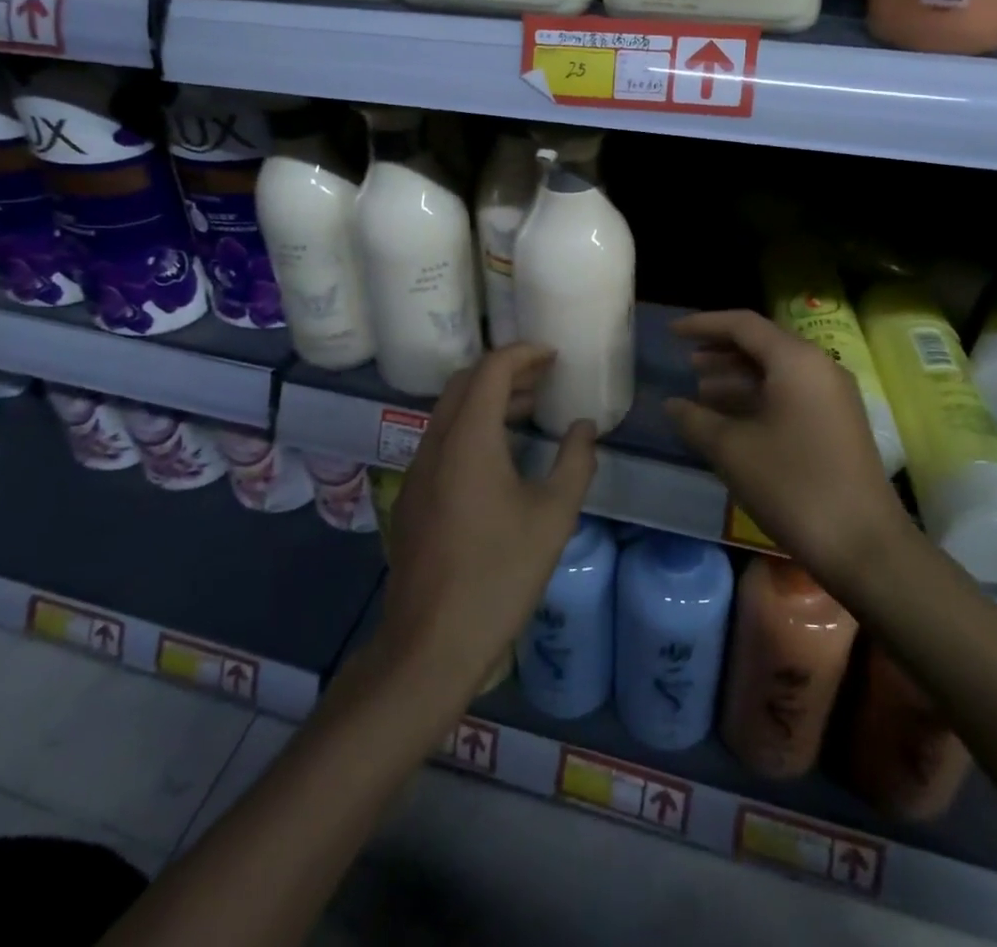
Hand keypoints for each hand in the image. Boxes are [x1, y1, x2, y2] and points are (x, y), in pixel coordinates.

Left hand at [376, 344, 597, 709]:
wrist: (431, 643)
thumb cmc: (499, 574)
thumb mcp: (553, 516)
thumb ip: (575, 462)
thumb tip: (583, 428)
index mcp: (468, 439)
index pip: (491, 369)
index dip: (523, 353)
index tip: (553, 354)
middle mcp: (435, 442)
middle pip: (465, 382)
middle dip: (505, 370)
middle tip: (544, 375)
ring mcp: (417, 469)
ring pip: (449, 410)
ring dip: (487, 398)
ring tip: (530, 408)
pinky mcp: (412, 495)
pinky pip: (442, 438)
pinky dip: (472, 426)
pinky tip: (500, 454)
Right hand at [665, 310, 908, 589]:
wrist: (864, 545)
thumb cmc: (793, 486)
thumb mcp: (732, 451)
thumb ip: (696, 420)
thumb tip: (672, 404)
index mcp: (796, 361)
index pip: (743, 325)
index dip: (703, 324)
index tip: (672, 332)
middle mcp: (819, 367)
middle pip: (763, 344)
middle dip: (721, 351)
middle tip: (686, 362)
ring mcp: (833, 396)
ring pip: (777, 371)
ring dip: (738, 377)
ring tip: (701, 391)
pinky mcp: (838, 423)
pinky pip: (791, 393)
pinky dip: (758, 397)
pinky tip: (732, 419)